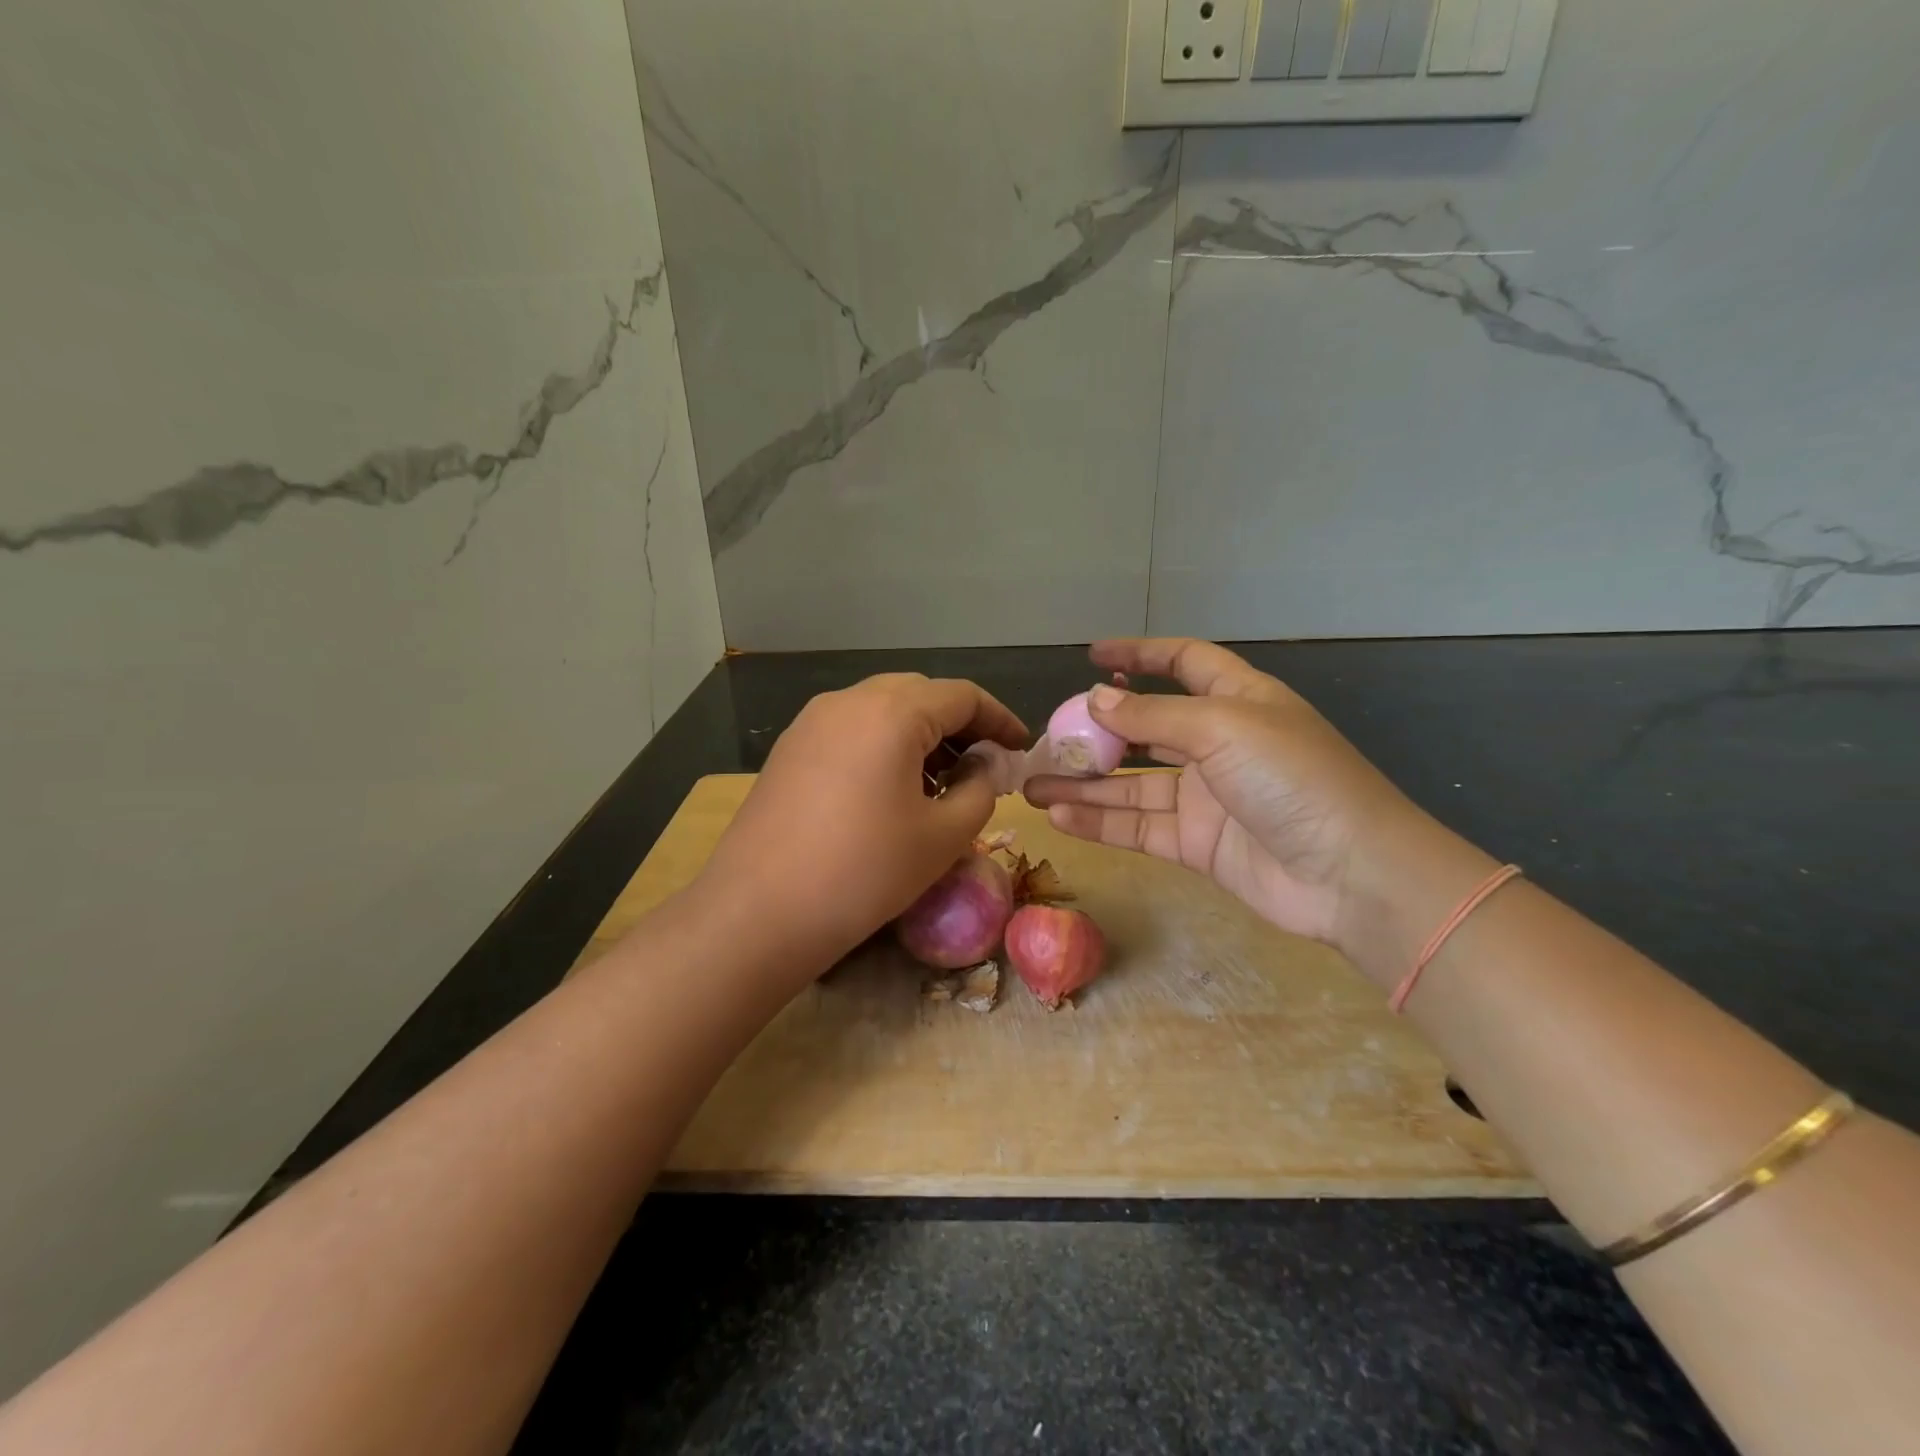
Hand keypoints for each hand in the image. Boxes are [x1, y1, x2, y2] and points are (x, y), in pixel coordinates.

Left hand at [697, 674, 1028, 978]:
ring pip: (882, 709)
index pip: (962, 696)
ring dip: (920, 734)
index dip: (999, 718)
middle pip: (920, 694)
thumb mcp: (943, 836)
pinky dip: (883, 745)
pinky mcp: (789, 749)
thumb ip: (980, 788)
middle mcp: (848, 701)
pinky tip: (890, 789)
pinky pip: (851, 729)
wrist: (759, 911)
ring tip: (940, 781)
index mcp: (892, 711)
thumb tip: (982, 765)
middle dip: (959, 724)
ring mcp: (811, 722)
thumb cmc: (864, 872)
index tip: (1020, 748)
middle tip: (983, 765)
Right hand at [1024, 639, 1421, 944]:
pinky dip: (1100, 823)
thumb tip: (1095, 700)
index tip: (1092, 657)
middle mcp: (1218, 744)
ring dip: (1084, 784)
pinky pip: (1138, 826)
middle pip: (1145, 728)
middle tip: (1047, 739)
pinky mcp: (1196, 843)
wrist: (1349, 874)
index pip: (1183, 663)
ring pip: (1131, 783)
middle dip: (1096, 732)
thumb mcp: (1221, 729)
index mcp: (1237, 701)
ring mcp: (1205, 796)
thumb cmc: (1292, 778)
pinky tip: (1060, 817)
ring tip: (1031, 786)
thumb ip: (1152, 716)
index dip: (1140, 655)